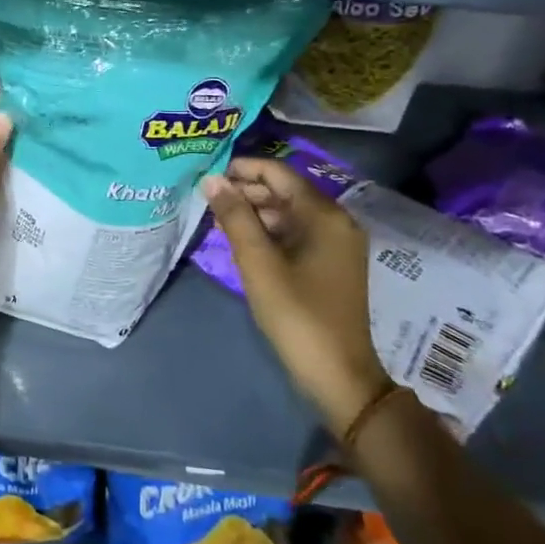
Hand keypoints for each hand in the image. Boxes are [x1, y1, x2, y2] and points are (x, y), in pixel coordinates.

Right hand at [202, 158, 391, 434]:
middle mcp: (336, 221)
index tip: (206, 175)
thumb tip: (211, 180)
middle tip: (205, 199)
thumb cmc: (297, 315)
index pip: (278, 173)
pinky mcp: (330, 263)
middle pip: (284, 190)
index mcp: (324, 215)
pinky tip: (240, 241)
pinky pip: (295, 232)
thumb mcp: (258, 263)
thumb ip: (234, 217)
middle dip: (245, 190)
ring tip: (216, 219)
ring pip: (288, 212)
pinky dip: (267, 231)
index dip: (241, 169)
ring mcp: (336, 243)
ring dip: (253, 211)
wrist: (338, 374)